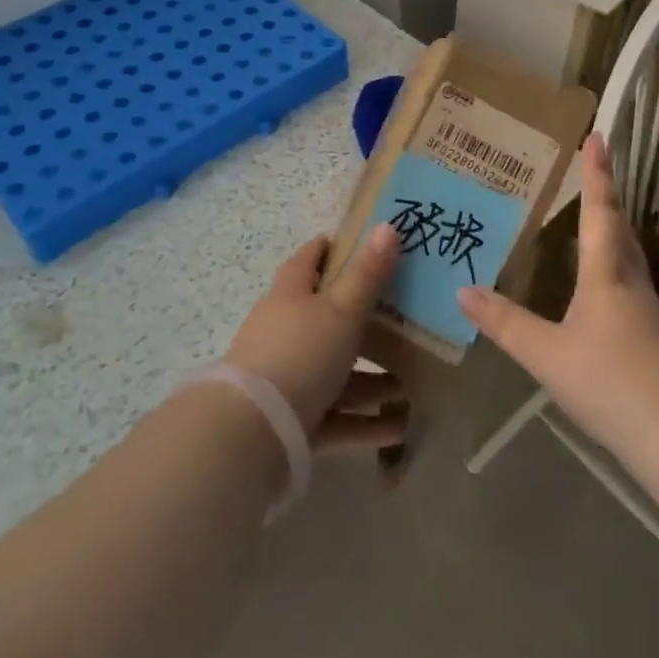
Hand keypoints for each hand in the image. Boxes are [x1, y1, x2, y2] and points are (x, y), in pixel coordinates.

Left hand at [225, 226, 408, 450]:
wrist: (253, 432)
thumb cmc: (300, 353)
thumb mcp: (341, 310)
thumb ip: (367, 274)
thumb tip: (388, 225)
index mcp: (289, 295)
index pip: (306, 261)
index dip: (326, 249)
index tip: (350, 243)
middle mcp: (283, 331)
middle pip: (323, 318)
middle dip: (358, 320)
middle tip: (397, 318)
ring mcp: (286, 378)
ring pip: (333, 372)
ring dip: (368, 379)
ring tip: (405, 385)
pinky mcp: (292, 421)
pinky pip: (334, 416)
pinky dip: (363, 421)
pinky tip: (396, 429)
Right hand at [458, 136, 658, 465]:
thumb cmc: (612, 382)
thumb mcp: (547, 354)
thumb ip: (505, 323)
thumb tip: (462, 291)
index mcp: (606, 273)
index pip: (600, 210)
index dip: (596, 173)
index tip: (599, 137)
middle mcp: (630, 280)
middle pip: (620, 226)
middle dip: (606, 194)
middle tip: (592, 168)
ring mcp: (647, 308)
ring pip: (629, 252)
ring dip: (613, 226)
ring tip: (595, 214)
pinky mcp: (654, 334)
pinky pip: (629, 279)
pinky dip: (614, 261)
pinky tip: (602, 280)